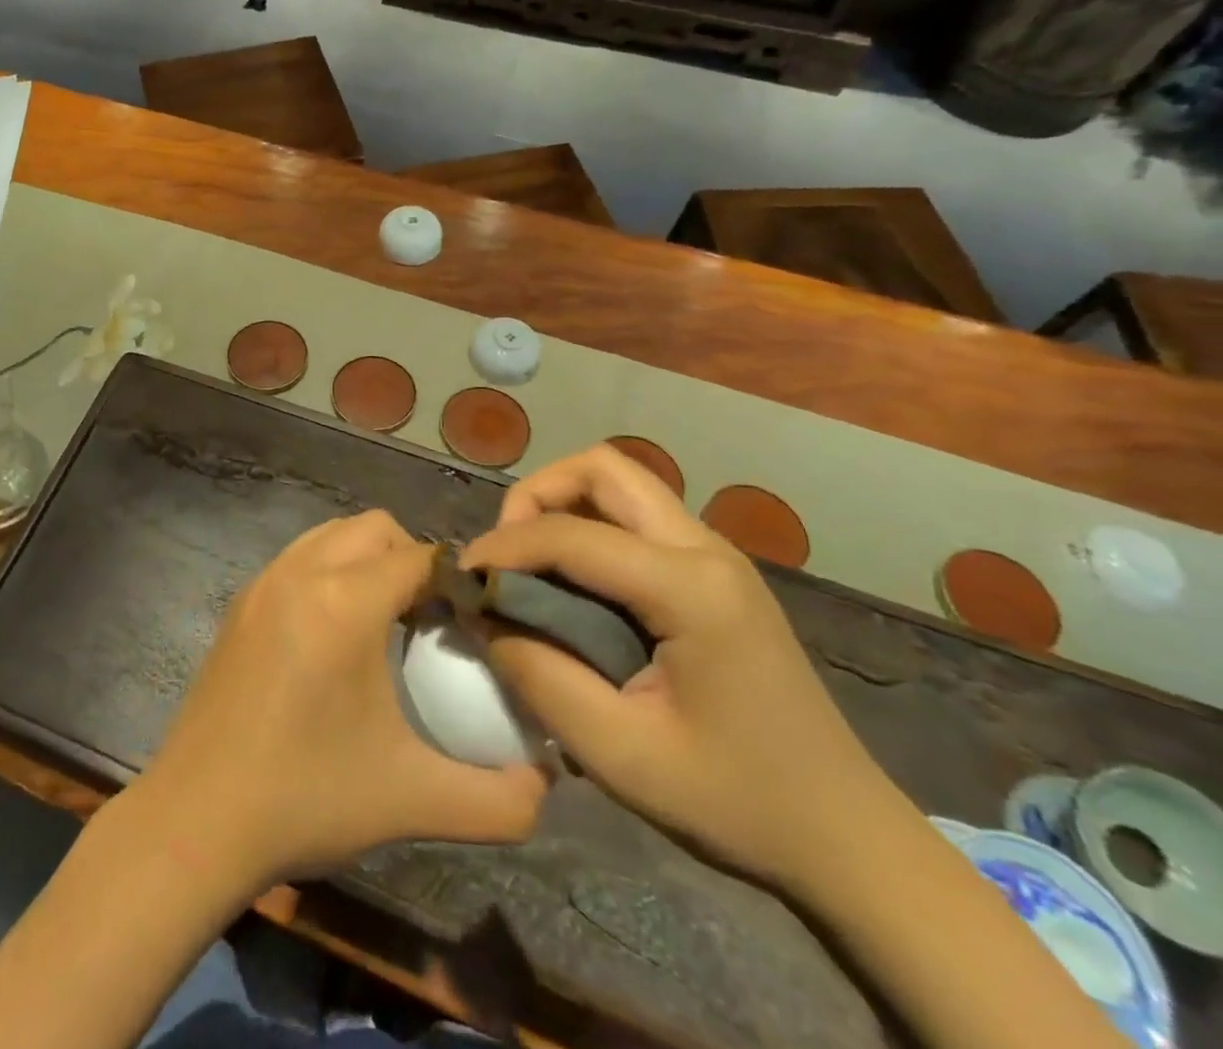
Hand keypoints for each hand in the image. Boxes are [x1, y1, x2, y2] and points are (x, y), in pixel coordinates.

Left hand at [136, 510, 547, 889]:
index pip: (420, 554)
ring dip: (366, 559)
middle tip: (429, 620)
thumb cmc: (307, 798)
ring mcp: (263, 582)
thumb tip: (545, 784)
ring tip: (383, 622)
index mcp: (345, 602)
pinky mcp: (240, 603)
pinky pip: (298, 558)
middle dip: (411, 558)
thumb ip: (499, 799)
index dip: (455, 580)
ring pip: (331, 534)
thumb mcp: (414, 800)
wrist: (198, 819)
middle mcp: (301, 572)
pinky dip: (327, 571)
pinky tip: (332, 636)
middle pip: (374, 528)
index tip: (471, 622)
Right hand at [464, 446, 902, 890]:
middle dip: (536, 495)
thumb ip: (538, 676)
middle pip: (602, 468)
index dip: (503, 547)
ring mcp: (716, 556)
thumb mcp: (619, 754)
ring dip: (561, 505)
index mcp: (691, 588)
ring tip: (529, 565)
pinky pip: (635, 517)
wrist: (846, 839)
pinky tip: (571, 585)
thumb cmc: (736, 803)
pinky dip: (587, 527)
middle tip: (505, 554)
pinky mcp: (714, 572)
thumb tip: (483, 617)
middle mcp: (706, 550)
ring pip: (619, 483)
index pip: (570, 533)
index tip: (462, 579)